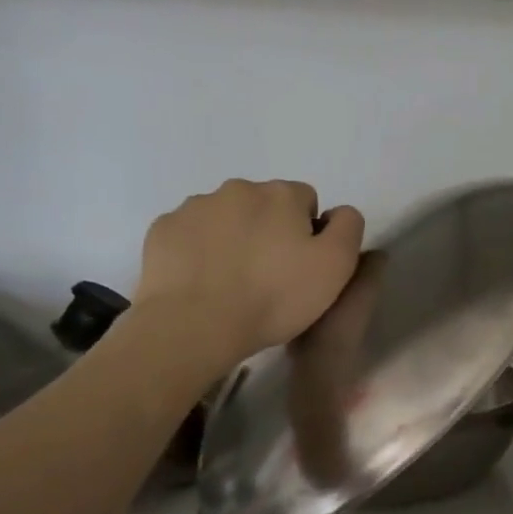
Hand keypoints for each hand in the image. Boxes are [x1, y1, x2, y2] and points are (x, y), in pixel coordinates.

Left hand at [130, 179, 363, 382]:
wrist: (195, 324)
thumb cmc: (275, 296)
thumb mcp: (336, 266)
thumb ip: (348, 228)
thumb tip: (339, 213)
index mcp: (281, 194)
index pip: (307, 200)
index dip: (310, 233)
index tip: (303, 266)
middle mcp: (237, 189)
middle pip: (265, 205)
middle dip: (271, 231)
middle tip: (271, 277)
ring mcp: (195, 206)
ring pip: (227, 217)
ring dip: (236, 239)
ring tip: (235, 282)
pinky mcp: (163, 229)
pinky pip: (192, 234)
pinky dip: (201, 251)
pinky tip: (205, 282)